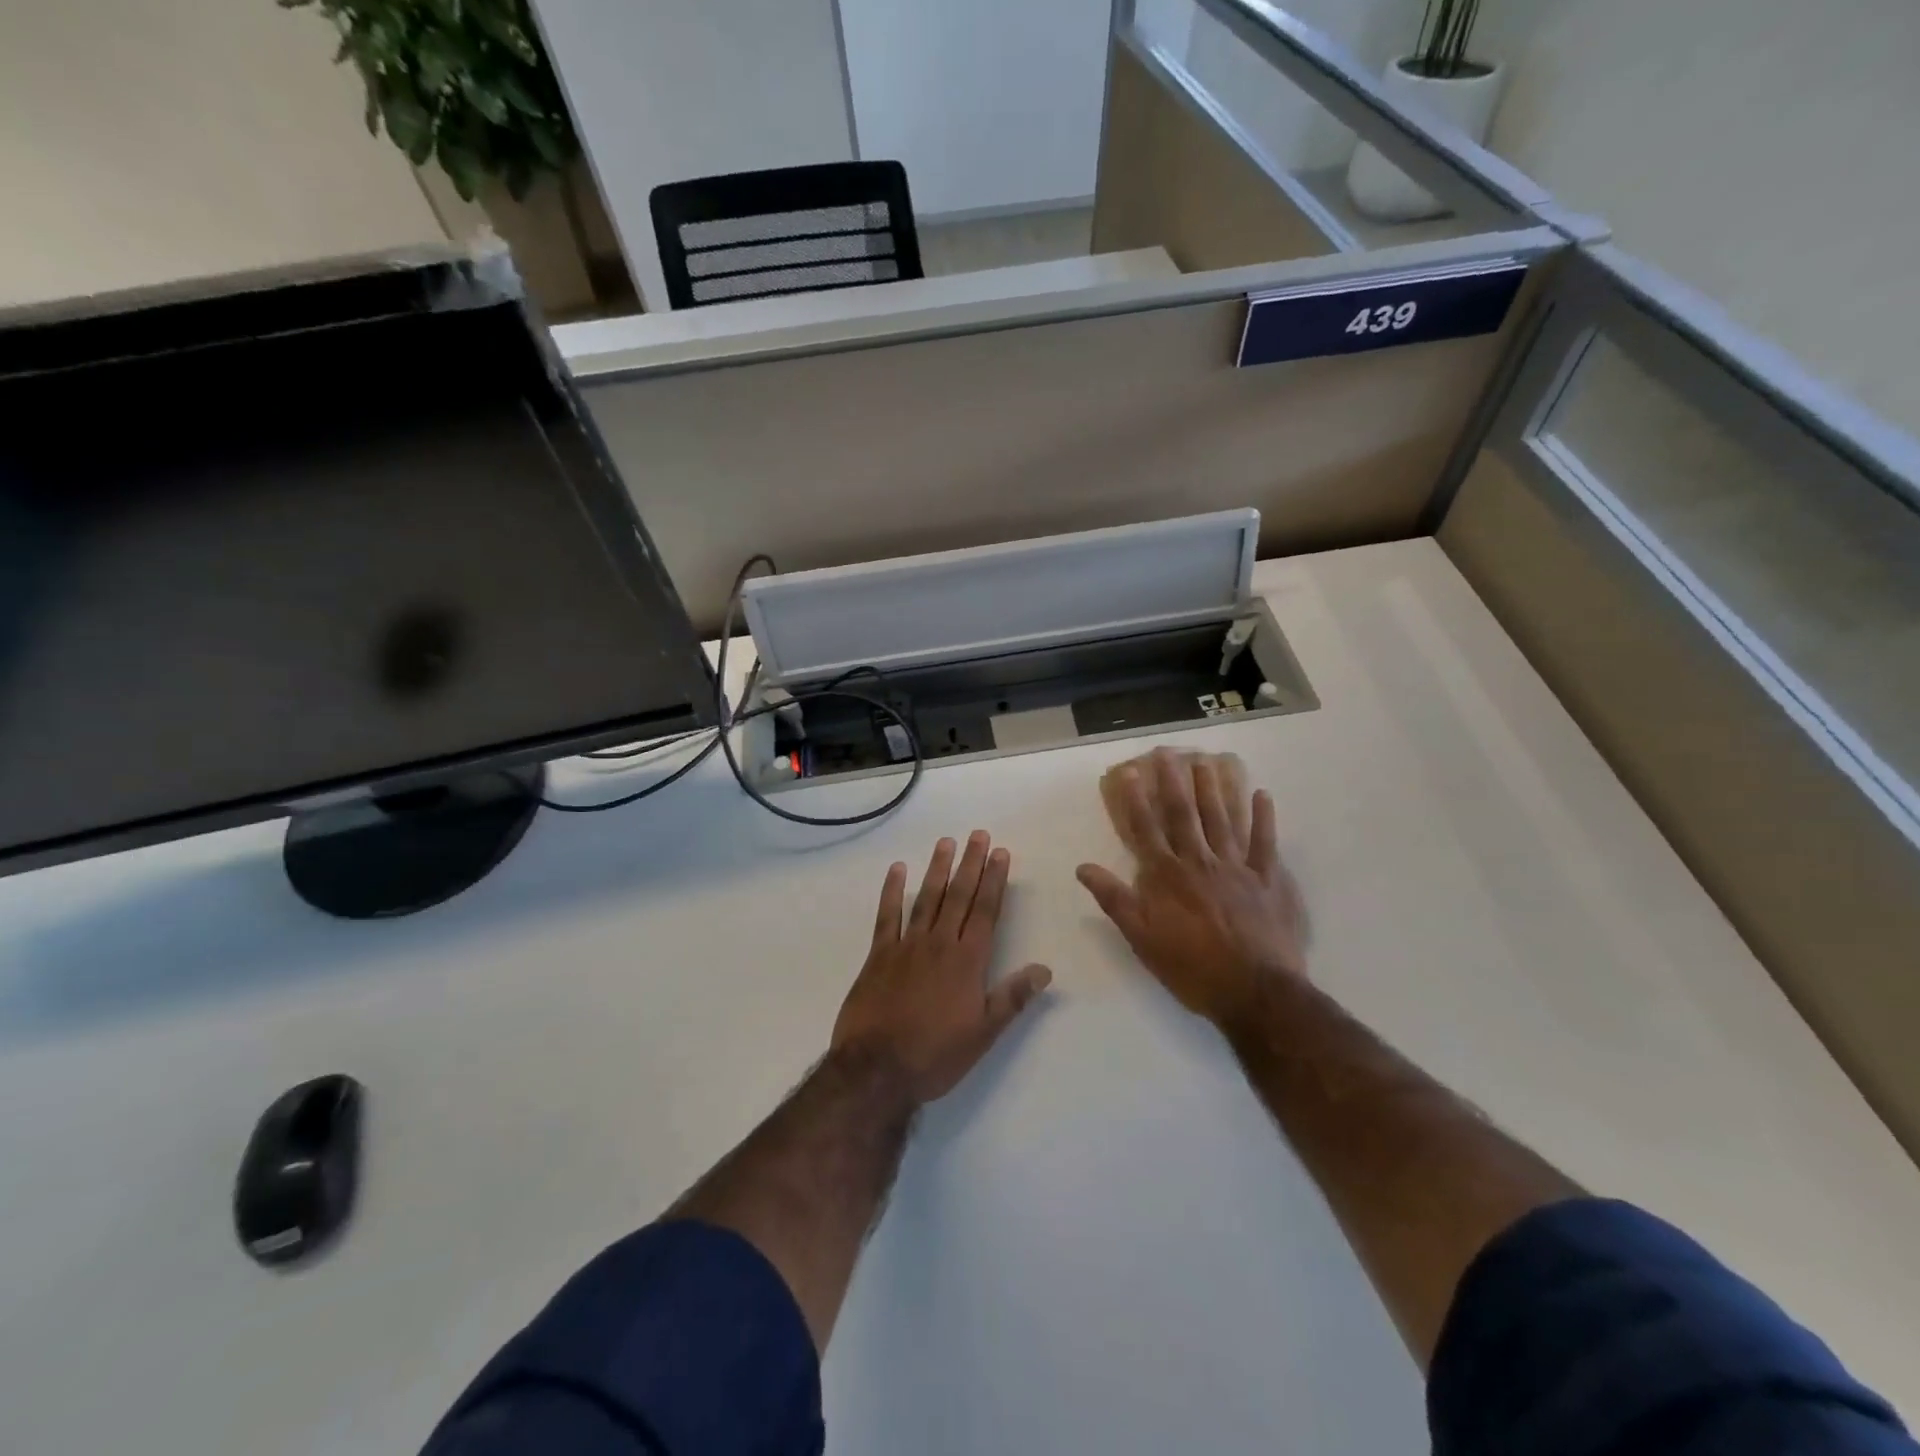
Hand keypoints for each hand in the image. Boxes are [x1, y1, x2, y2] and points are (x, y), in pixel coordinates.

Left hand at [832, 832, 1052, 1104]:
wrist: (877, 1069)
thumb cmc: (935, 1054)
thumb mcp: (983, 1033)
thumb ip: (1012, 998)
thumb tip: (1045, 969)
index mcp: (968, 961)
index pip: (986, 911)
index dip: (995, 880)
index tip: (1001, 853)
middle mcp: (939, 944)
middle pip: (959, 896)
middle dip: (971, 864)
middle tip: (978, 834)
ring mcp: (906, 946)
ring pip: (927, 899)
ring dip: (938, 869)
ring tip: (946, 842)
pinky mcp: (878, 955)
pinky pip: (887, 916)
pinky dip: (892, 892)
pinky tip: (897, 870)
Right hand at [1077, 747, 1307, 1028]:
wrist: (1255, 991)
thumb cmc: (1192, 968)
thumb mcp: (1141, 939)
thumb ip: (1114, 899)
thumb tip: (1083, 867)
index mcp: (1167, 876)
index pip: (1146, 829)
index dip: (1135, 800)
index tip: (1129, 772)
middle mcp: (1199, 862)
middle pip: (1184, 815)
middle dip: (1174, 782)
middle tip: (1168, 753)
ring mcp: (1237, 867)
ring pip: (1222, 819)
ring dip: (1213, 789)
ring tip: (1206, 762)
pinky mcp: (1268, 879)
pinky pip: (1265, 842)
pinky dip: (1264, 818)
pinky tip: (1262, 794)